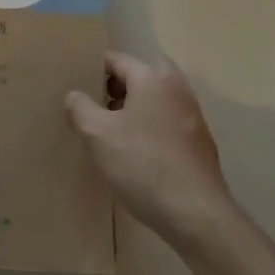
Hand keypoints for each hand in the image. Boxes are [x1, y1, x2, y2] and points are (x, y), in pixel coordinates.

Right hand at [67, 52, 235, 245]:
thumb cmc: (143, 165)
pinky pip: (165, 123)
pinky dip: (148, 128)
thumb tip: (75, 95)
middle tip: (91, 108)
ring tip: (108, 133)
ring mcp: (192, 116)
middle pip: (138, 77)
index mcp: (152, 77)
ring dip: (131, 110)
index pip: (115, 59)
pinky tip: (134, 154)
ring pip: (153, 100)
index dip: (91, 70)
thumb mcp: (97, 135)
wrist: (196, 215)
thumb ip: (79, 107)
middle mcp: (177, 88)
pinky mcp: (199, 143)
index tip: (74, 87)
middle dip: (113, 89)